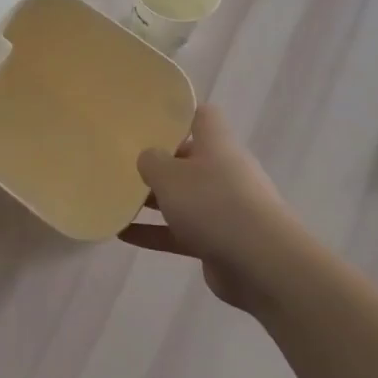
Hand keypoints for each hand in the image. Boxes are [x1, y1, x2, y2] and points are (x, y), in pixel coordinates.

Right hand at [120, 105, 303, 314]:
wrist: (260, 263)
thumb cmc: (213, 204)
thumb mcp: (170, 175)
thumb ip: (151, 161)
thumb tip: (148, 157)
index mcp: (217, 144)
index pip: (201, 116)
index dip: (178, 114)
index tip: (148, 119)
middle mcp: (224, 171)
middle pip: (188, 159)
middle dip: (158, 162)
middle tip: (122, 162)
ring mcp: (223, 208)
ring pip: (183, 198)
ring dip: (152, 200)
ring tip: (116, 198)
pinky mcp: (218, 241)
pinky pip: (180, 232)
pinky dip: (154, 232)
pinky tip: (123, 234)